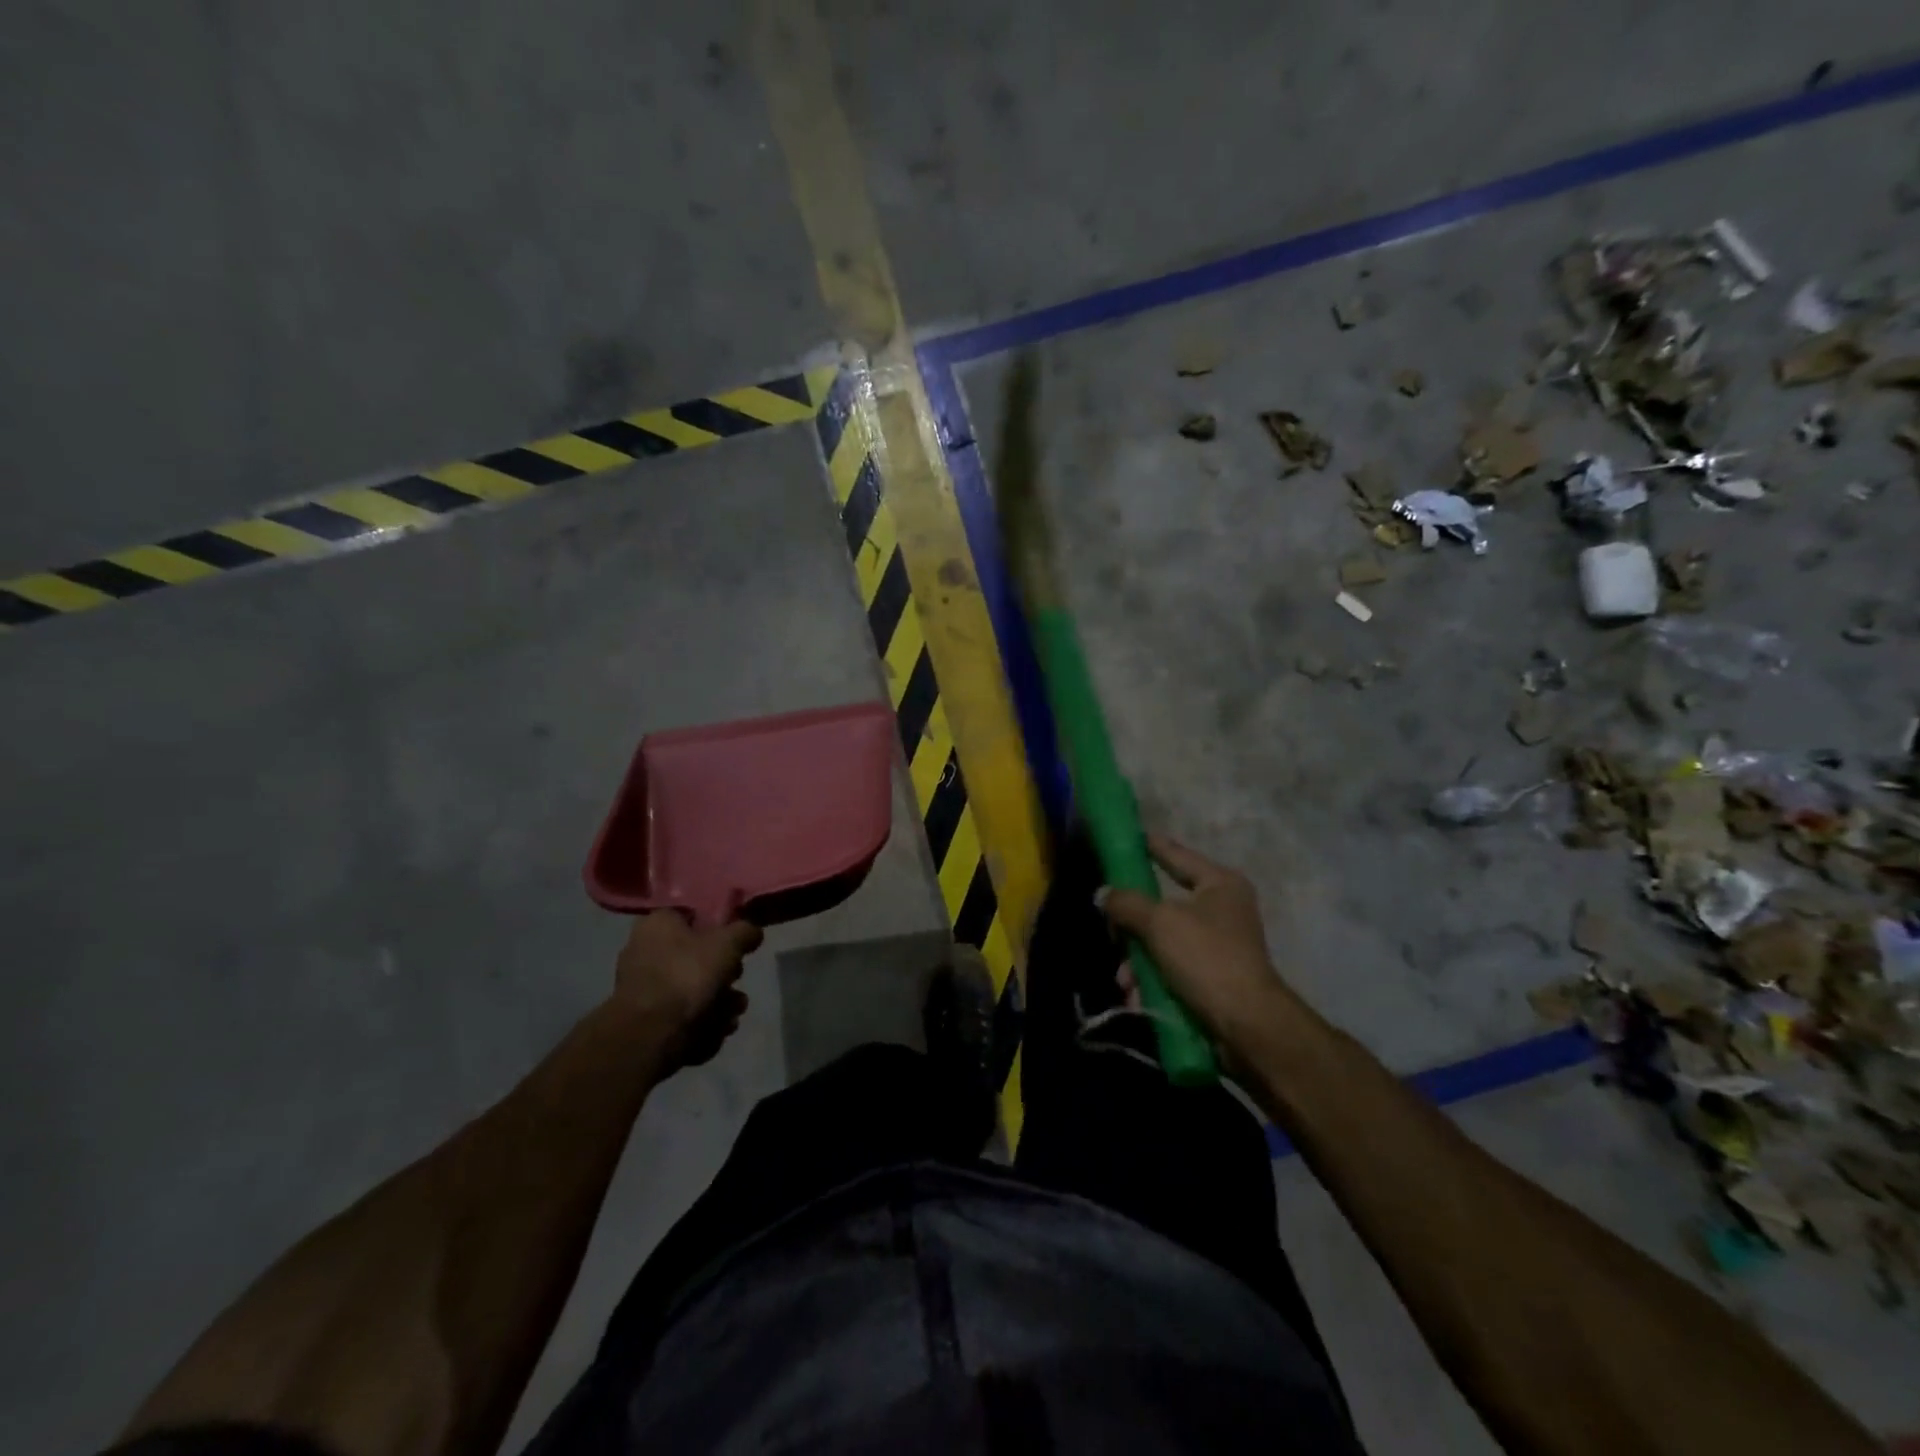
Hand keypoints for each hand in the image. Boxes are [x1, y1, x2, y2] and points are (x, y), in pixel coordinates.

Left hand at [612, 911, 763, 1070]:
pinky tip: (718, 1029)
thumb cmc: (687, 976)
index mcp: (656, 924)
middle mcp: (644, 951)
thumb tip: (753, 932)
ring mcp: (644, 988)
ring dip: (720, 1000)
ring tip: (733, 1012)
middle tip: (735, 979)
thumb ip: (745, 932)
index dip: (720, 927)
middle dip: (725, 972)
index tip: (737, 942)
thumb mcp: (727, 943)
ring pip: (694, 988)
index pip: (693, 915)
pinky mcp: (647, 1020)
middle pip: (698, 956)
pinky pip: (684, 1014)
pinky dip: (704, 1021)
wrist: (651, 1036)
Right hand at [1101, 834, 1294, 1056]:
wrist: (1247, 1025)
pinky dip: (1152, 977)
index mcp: (1219, 883)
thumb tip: (1103, 894)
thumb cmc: (1206, 958)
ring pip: (1162, 939)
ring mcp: (1219, 943)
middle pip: (1162, 903)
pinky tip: (1136, 995)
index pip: (1176, 854)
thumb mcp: (1159, 923)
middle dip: (1133, 924)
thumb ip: (1127, 903)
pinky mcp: (1212, 975)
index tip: (1127, 836)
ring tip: (1125, 980)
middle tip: (1111, 931)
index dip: (1150, 845)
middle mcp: (1222, 908)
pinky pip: (1171, 965)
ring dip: (1138, 959)